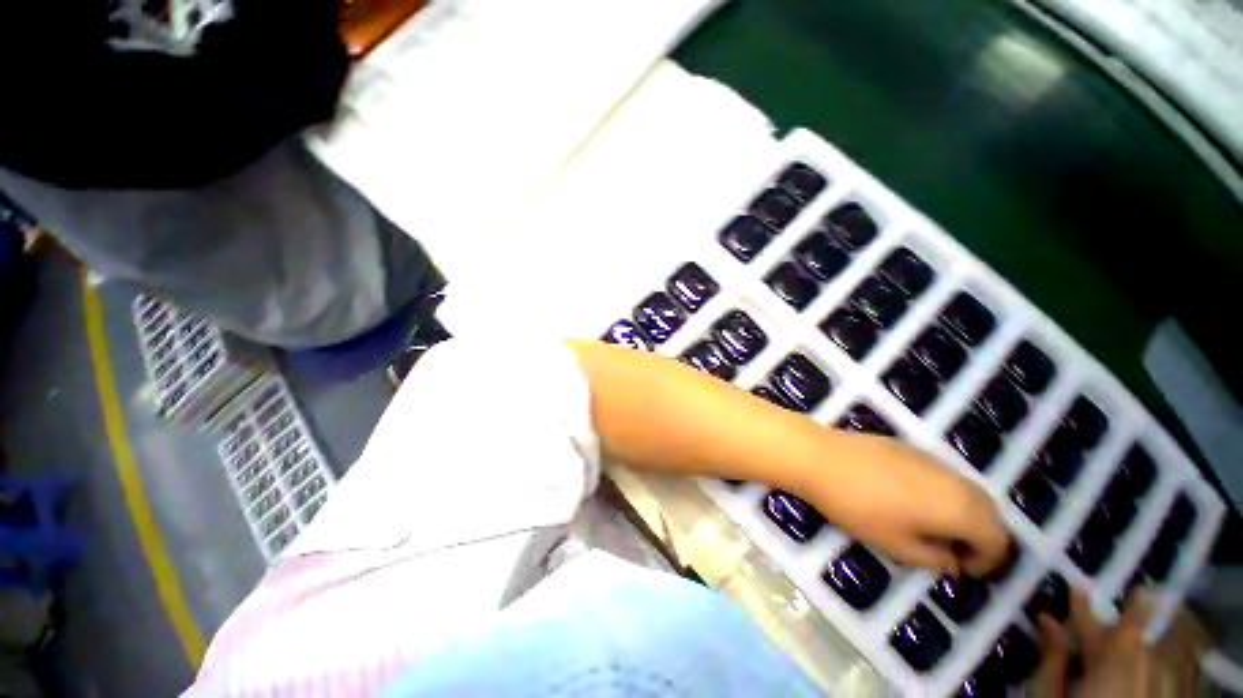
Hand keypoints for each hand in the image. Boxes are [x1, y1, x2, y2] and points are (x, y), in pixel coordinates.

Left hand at [803, 433, 1009, 575]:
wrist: (820, 457)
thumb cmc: (858, 506)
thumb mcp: (896, 545)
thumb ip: (934, 558)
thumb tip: (952, 560)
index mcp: (961, 507)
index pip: (997, 539)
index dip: (986, 561)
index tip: (961, 570)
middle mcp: (955, 479)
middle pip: (988, 511)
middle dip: (979, 536)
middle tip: (951, 552)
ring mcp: (931, 458)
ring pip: (966, 490)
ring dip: (962, 513)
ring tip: (932, 529)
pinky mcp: (909, 447)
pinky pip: (942, 475)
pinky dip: (943, 493)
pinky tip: (913, 501)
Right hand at [1032, 590, 1207, 696]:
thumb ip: (1051, 661)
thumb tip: (1047, 620)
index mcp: (1105, 668)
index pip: (1095, 627)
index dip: (1084, 606)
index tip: (1077, 587)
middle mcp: (1140, 670)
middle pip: (1134, 638)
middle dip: (1128, 619)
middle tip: (1128, 598)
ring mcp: (1163, 685)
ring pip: (1160, 651)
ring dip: (1149, 634)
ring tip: (1147, 619)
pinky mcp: (1174, 695)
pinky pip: (1175, 668)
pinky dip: (1167, 655)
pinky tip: (1161, 652)